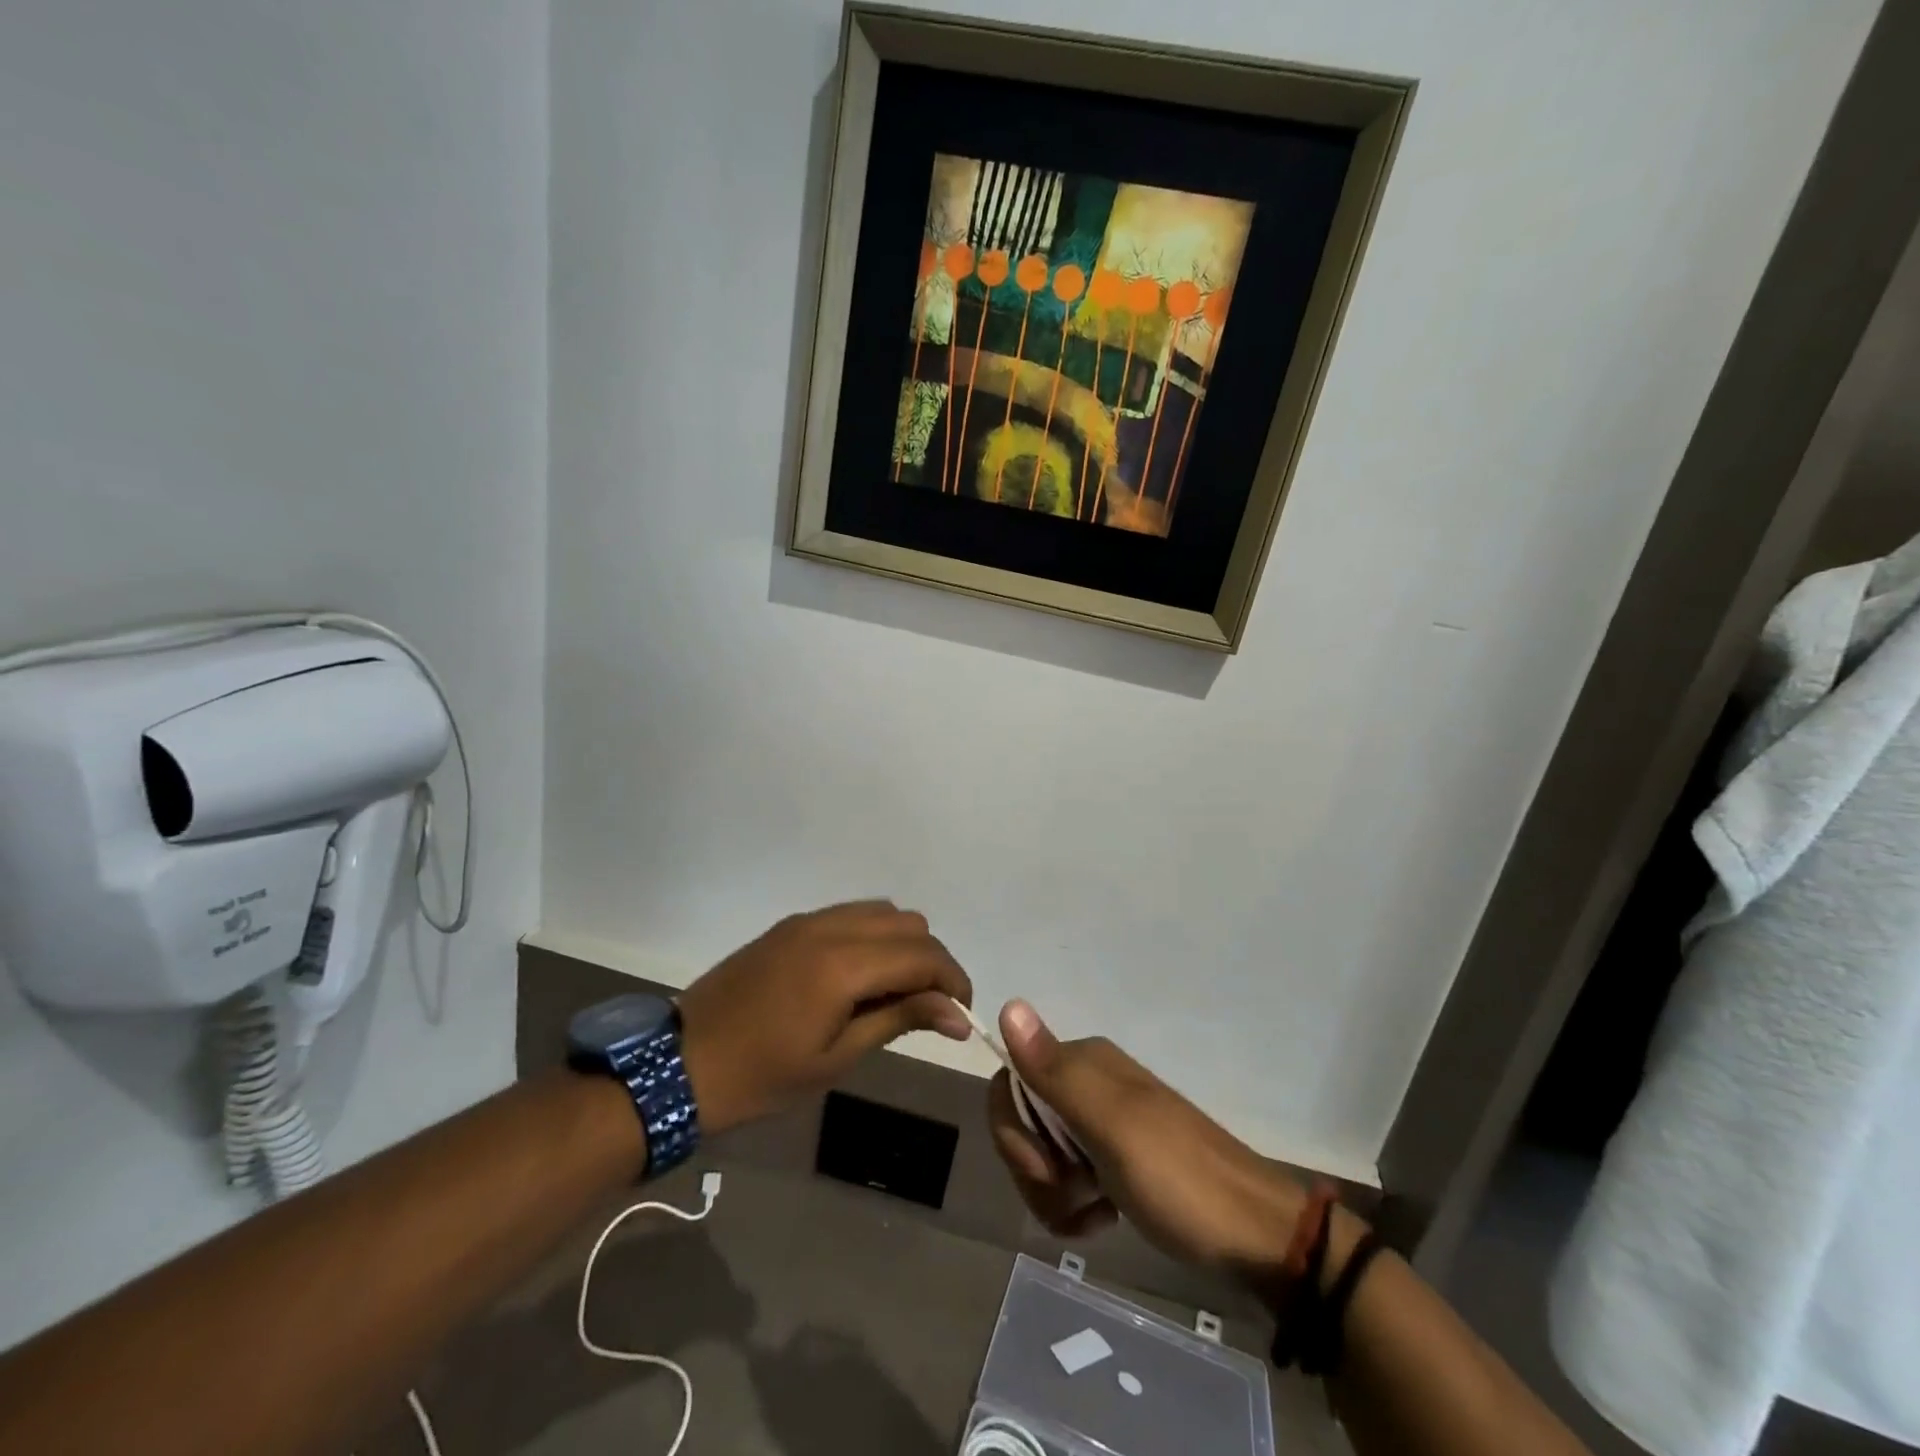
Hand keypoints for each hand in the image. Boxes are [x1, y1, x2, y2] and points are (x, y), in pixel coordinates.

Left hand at [677, 901, 972, 1133]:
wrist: (679, 1064)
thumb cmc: (761, 1076)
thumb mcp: (836, 1058)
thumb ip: (899, 1020)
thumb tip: (957, 1014)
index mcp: (843, 964)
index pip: (922, 954)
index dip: (953, 980)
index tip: (961, 1014)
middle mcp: (830, 927)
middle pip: (909, 923)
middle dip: (932, 960)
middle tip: (928, 1006)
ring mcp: (807, 920)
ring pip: (882, 911)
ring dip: (903, 943)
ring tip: (895, 991)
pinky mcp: (790, 925)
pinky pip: (850, 914)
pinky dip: (873, 935)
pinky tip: (861, 976)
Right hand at [989, 1000, 1304, 1282]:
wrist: (1254, 1236)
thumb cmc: (1179, 1178)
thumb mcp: (1111, 1126)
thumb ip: (1055, 1072)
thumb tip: (1008, 1003)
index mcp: (1083, 1063)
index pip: (1011, 1083)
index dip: (1013, 1131)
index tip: (1044, 1169)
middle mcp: (1088, 1082)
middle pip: (1023, 1121)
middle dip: (1034, 1169)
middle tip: (1073, 1195)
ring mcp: (1103, 1122)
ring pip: (1042, 1154)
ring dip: (1053, 1194)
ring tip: (1092, 1216)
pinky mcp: (1115, 1159)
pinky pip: (1068, 1177)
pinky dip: (1072, 1204)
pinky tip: (1100, 1220)